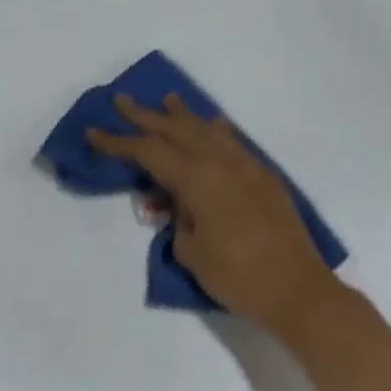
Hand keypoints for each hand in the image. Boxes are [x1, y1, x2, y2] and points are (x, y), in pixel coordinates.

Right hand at [89, 94, 338, 334]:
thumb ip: (178, 219)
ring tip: (168, 101)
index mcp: (199, 179)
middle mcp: (223, 162)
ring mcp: (248, 167)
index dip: (119, 143)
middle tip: (122, 101)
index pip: (150, 152)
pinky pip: (234, 144)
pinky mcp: (265, 178)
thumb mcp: (192, 252)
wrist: (297, 289)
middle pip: (178, 130)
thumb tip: (179, 203)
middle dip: (147, 116)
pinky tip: (212, 126)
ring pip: (209, 131)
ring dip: (185, 116)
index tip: (94, 131)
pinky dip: (217, 132)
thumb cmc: (237, 277)